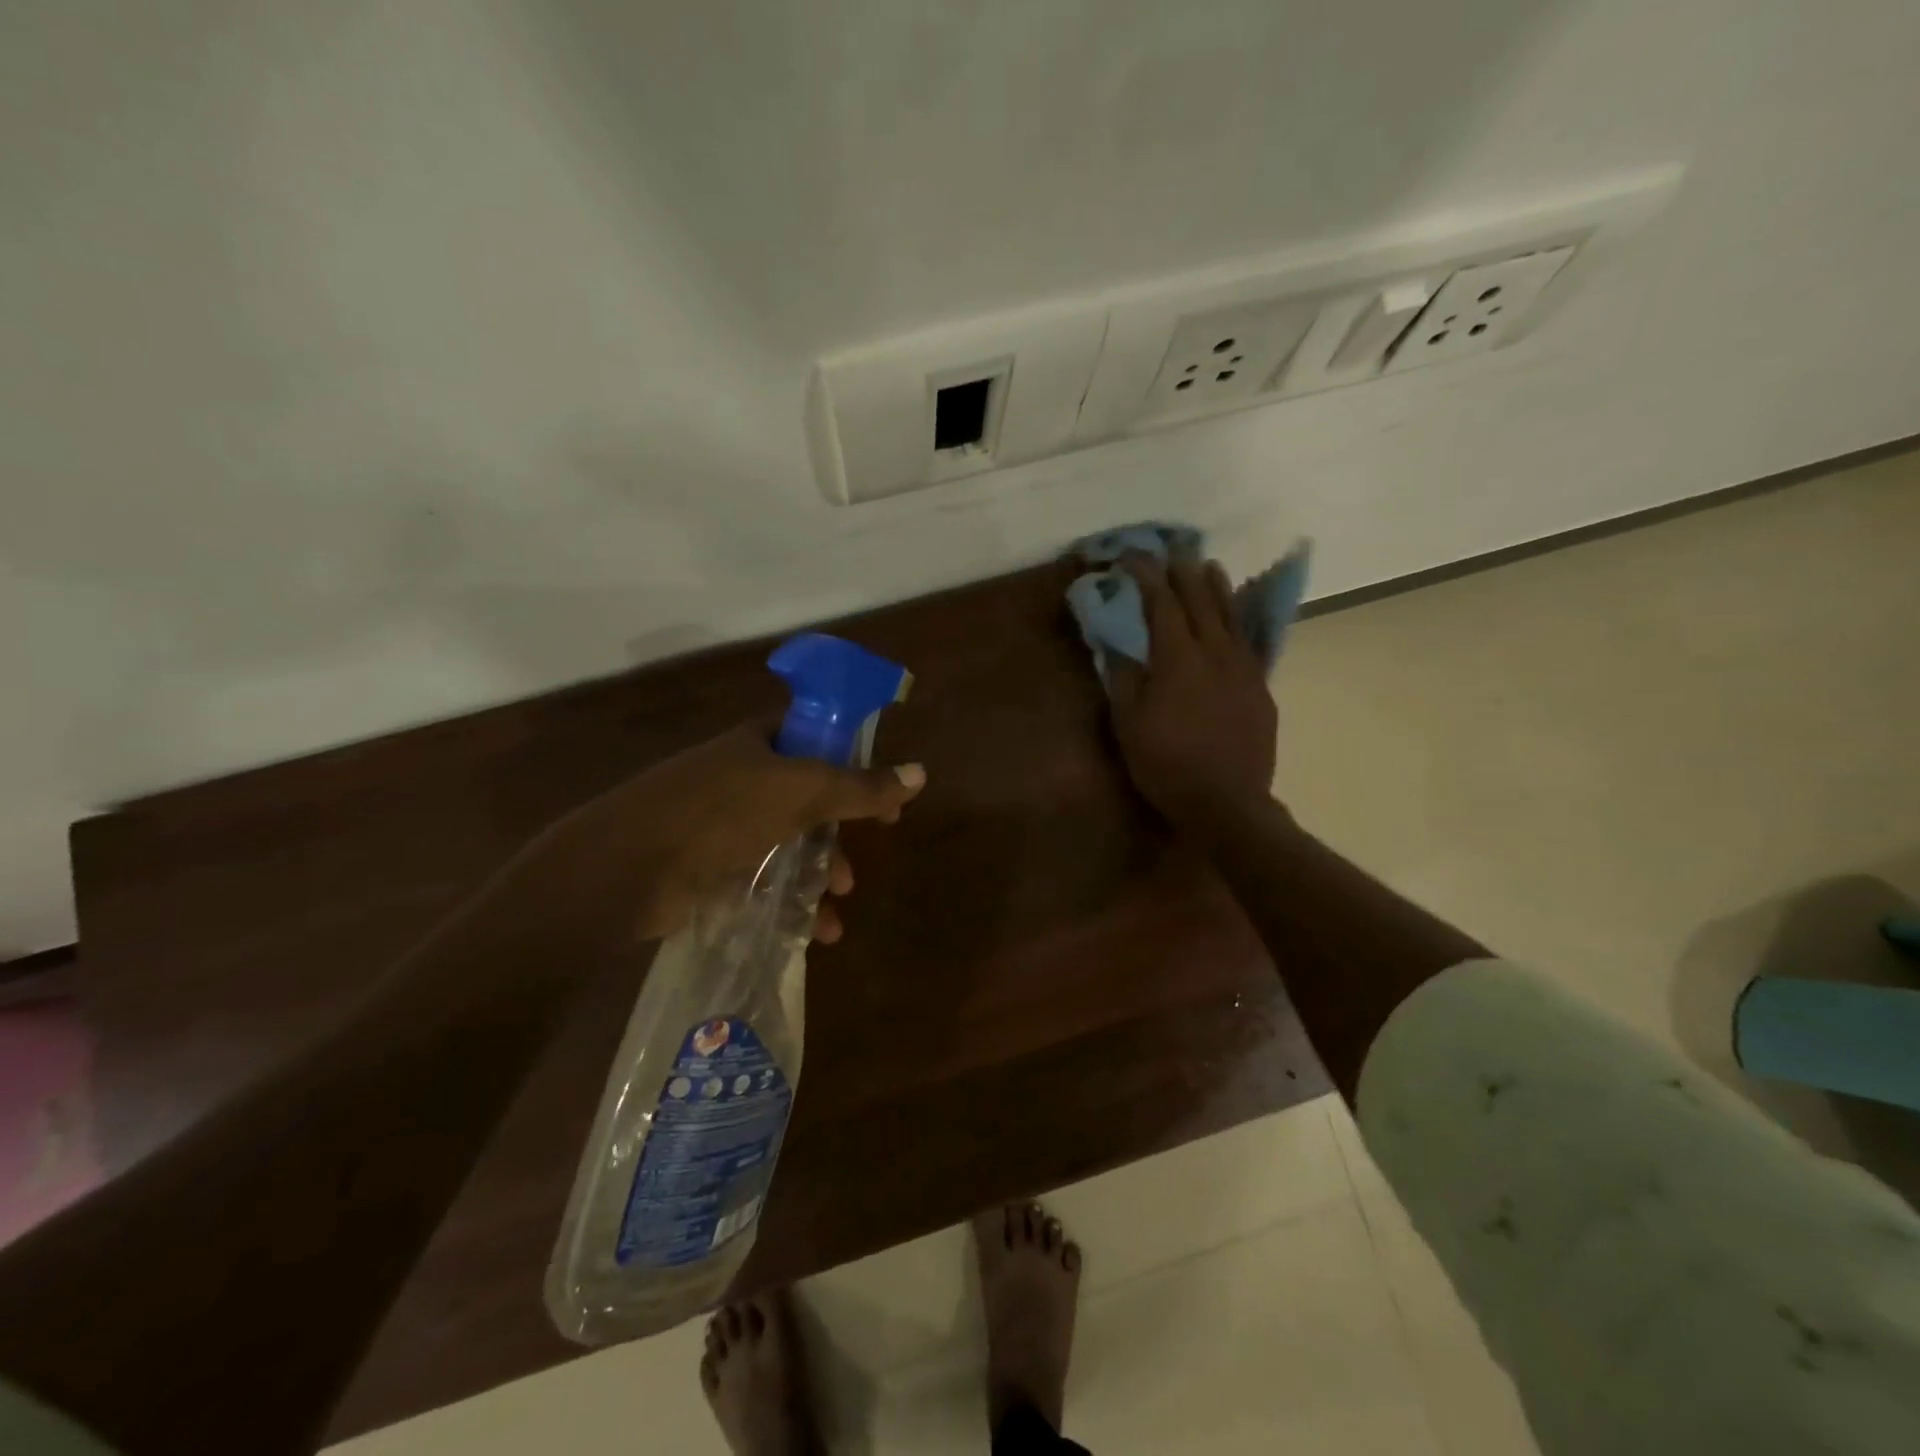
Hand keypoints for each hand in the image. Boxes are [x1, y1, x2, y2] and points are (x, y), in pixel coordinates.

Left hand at [522, 719, 924, 948]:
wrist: (623, 869)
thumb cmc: (718, 813)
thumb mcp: (800, 793)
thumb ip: (860, 788)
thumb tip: (920, 774)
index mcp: (759, 743)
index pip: (818, 737)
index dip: (856, 760)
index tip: (885, 793)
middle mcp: (742, 777)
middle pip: (809, 796)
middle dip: (841, 828)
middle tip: (870, 849)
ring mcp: (723, 824)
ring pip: (790, 843)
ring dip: (821, 872)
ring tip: (840, 903)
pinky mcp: (710, 868)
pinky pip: (765, 879)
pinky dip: (792, 901)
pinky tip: (815, 931)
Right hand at [1107, 555, 1276, 826]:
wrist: (1226, 803)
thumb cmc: (1166, 765)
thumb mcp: (1128, 724)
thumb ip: (1123, 677)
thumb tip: (1117, 640)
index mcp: (1178, 658)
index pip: (1161, 604)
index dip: (1146, 576)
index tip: (1132, 556)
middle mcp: (1215, 653)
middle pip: (1200, 601)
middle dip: (1183, 572)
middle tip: (1173, 549)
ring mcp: (1243, 669)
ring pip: (1230, 616)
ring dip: (1216, 587)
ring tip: (1208, 565)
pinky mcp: (1260, 688)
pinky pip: (1248, 641)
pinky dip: (1238, 620)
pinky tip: (1235, 617)